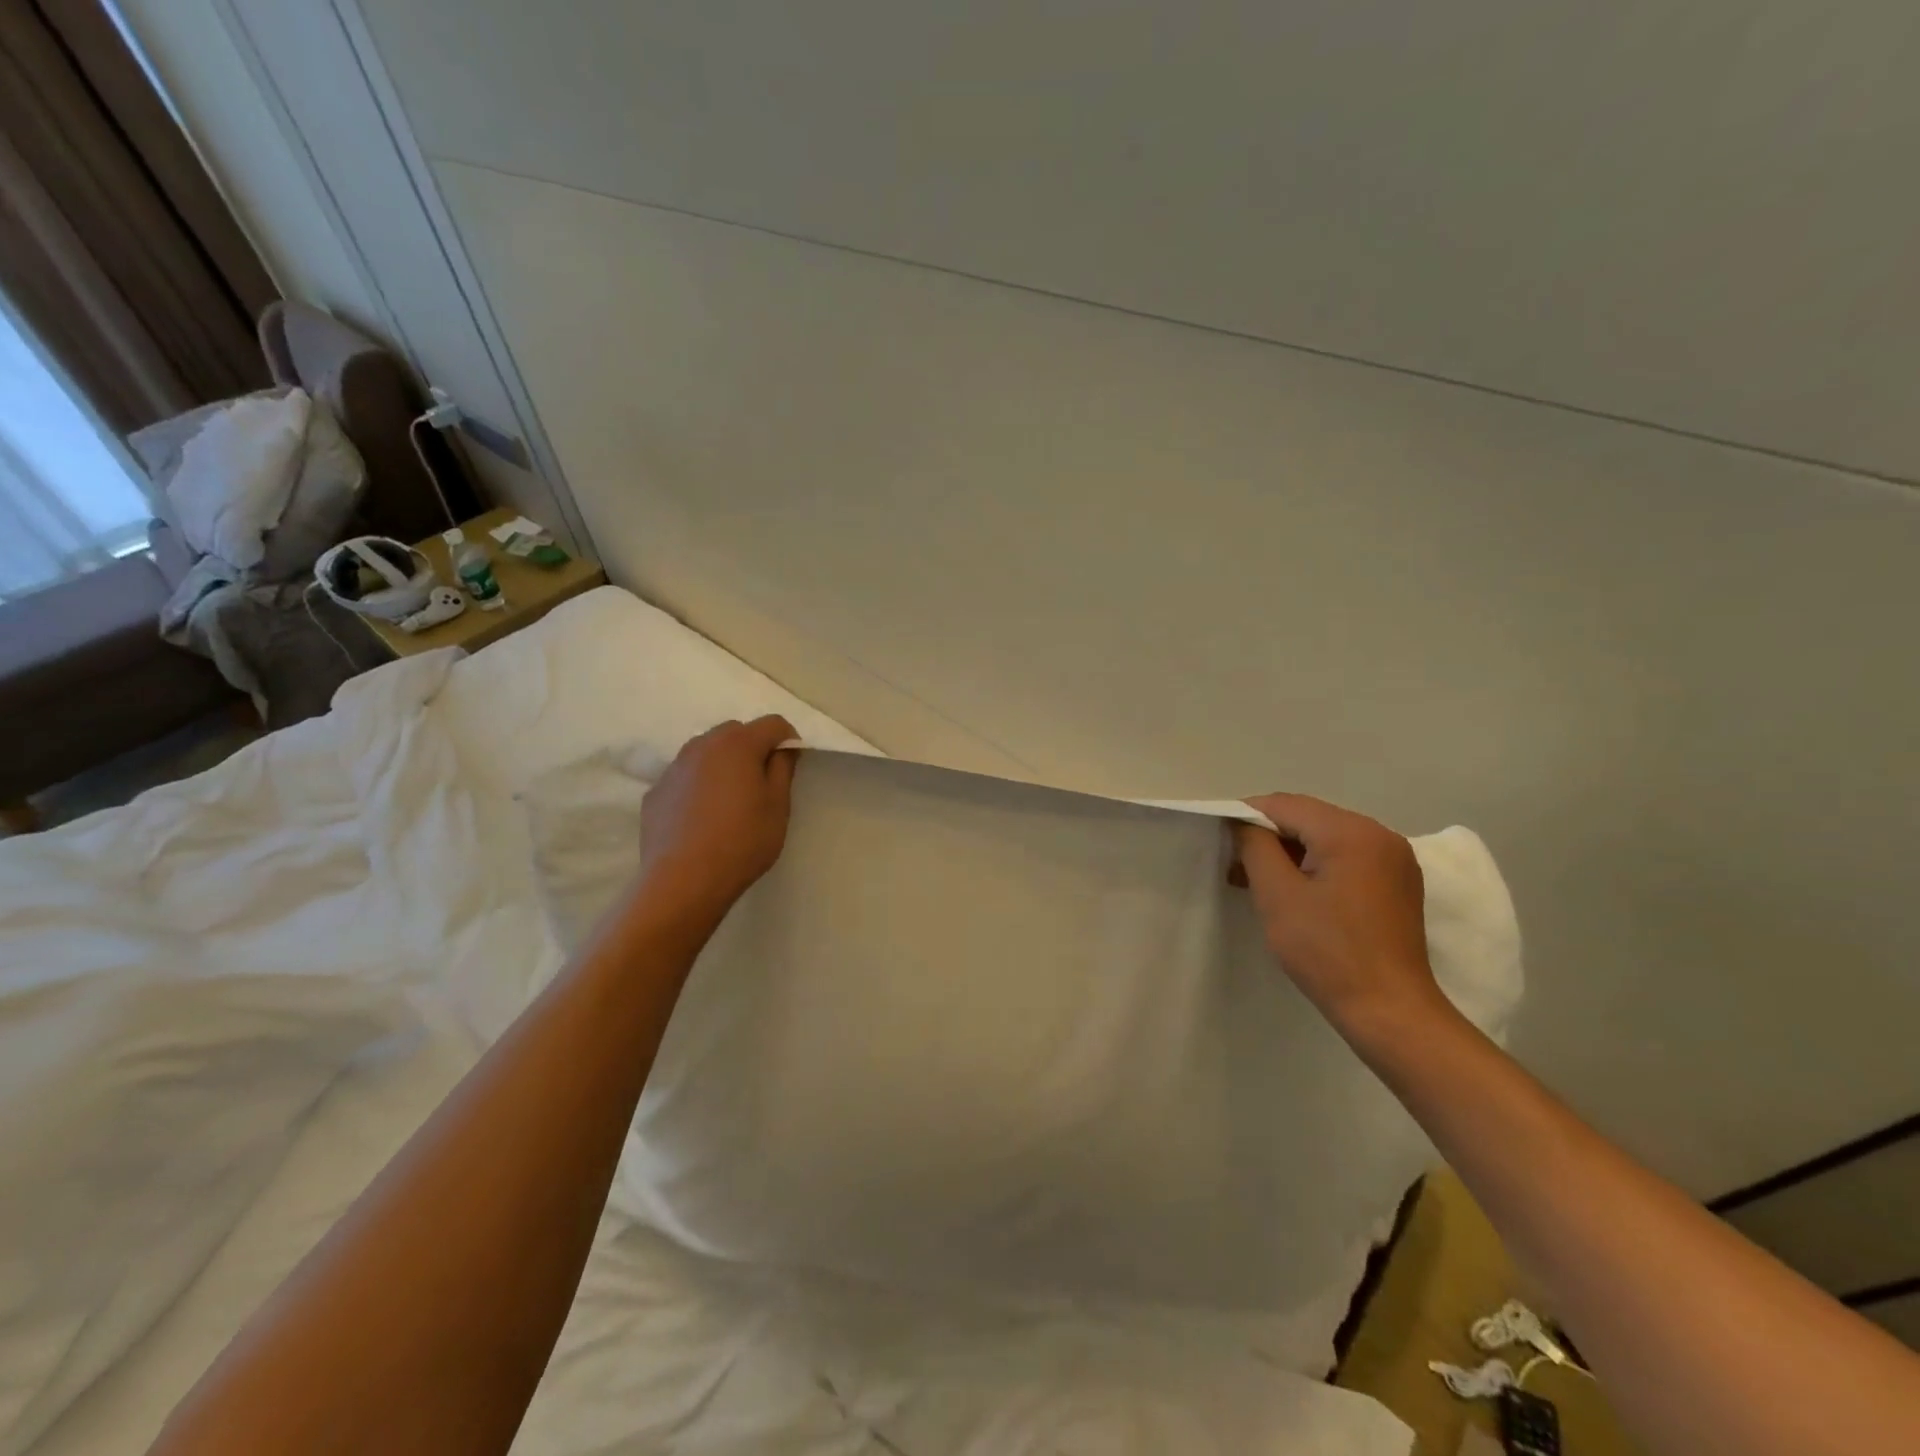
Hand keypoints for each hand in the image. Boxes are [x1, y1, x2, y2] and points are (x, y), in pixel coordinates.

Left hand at [635, 715, 798, 924]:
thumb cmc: (742, 841)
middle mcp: (702, 745)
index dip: (788, 740)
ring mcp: (674, 767)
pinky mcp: (656, 791)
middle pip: (736, 732)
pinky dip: (698, 786)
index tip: (791, 766)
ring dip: (722, 765)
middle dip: (752, 748)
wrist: (683, 881)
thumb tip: (782, 749)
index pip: (773, 724)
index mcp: (738, 744)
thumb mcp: (778, 806)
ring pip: (706, 752)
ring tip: (729, 801)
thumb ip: (783, 769)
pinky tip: (701, 818)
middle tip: (760, 783)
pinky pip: (685, 777)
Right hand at [1232, 793, 1445, 1035]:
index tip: (1220, 839)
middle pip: (1308, 818)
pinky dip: (1317, 865)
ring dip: (1291, 852)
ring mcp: (1394, 858)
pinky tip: (1296, 892)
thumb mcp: (1277, 895)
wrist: (1390, 1011)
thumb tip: (1241, 822)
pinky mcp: (1398, 882)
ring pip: (1327, 837)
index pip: (1285, 805)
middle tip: (1235, 865)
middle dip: (1268, 836)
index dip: (1246, 816)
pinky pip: (1347, 857)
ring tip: (1258, 881)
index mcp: (1351, 832)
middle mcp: (1379, 834)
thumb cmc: (1327, 952)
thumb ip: (1254, 847)